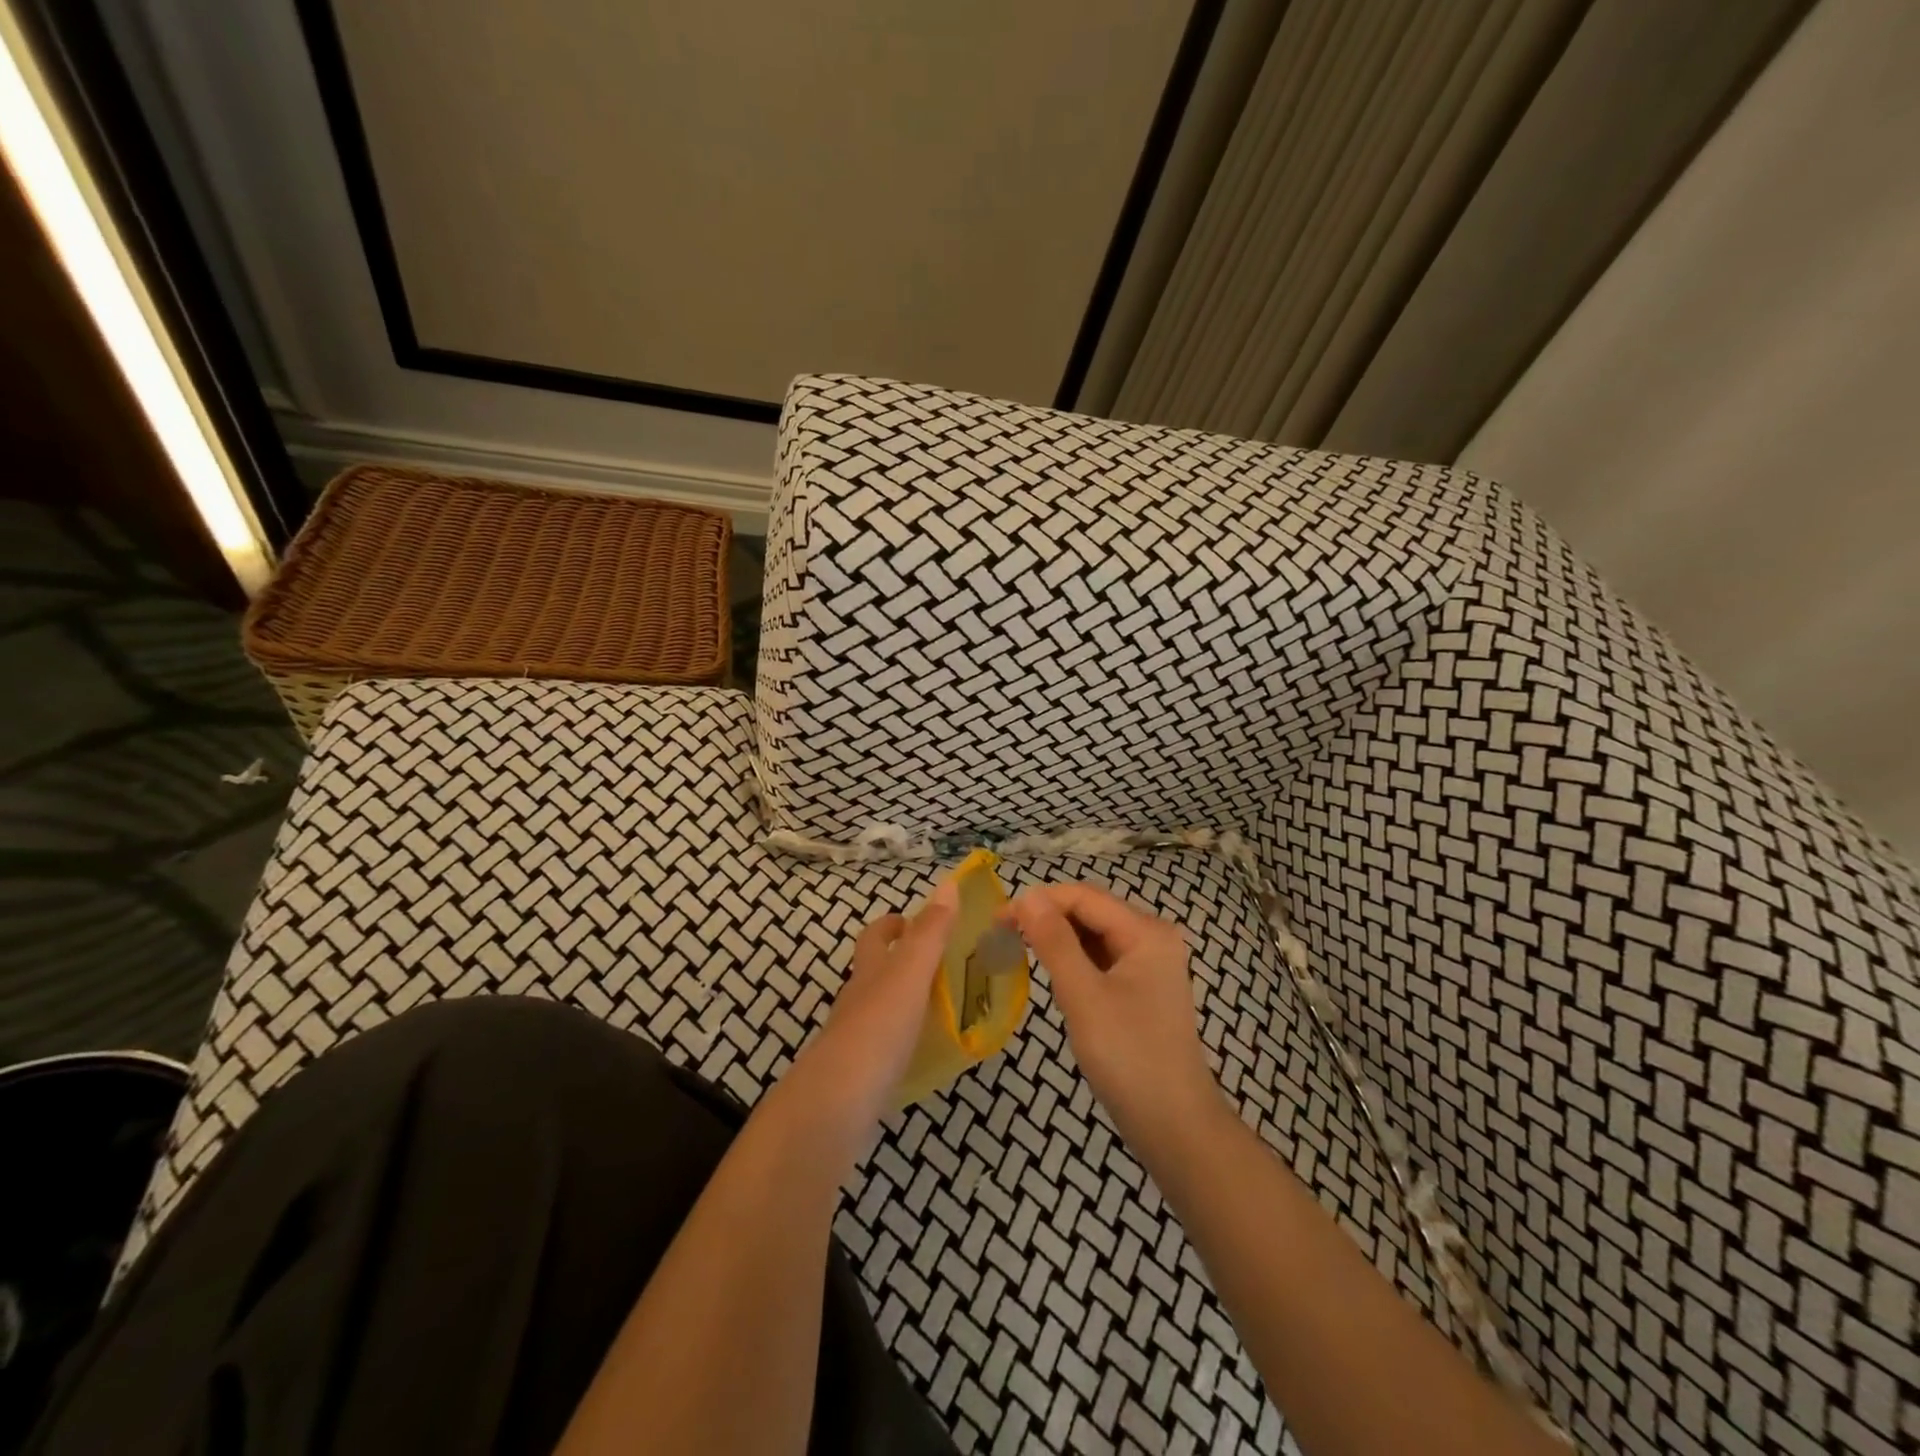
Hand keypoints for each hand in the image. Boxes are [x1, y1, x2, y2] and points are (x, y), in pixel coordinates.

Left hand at [783, 883, 956, 1154]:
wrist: (839, 1099)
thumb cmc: (879, 1026)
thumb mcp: (912, 972)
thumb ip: (931, 932)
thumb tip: (949, 883)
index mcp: (870, 970)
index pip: (875, 936)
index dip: (892, 925)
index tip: (912, 921)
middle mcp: (858, 998)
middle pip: (873, 971)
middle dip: (897, 962)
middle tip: (938, 965)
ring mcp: (855, 1037)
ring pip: (878, 1008)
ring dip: (903, 1001)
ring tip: (940, 1007)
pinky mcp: (860, 1073)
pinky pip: (884, 1046)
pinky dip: (903, 1040)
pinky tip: (924, 1052)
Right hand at [1006, 883, 1226, 1163]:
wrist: (1175, 1127)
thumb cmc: (1129, 1058)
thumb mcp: (1084, 997)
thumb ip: (1054, 942)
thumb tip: (1027, 895)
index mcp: (1146, 931)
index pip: (1083, 897)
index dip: (1038, 901)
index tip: (996, 920)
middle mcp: (1152, 937)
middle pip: (1090, 911)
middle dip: (1046, 917)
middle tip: (1001, 935)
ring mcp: (1149, 963)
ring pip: (1093, 934)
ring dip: (1057, 938)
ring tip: (1017, 950)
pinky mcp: (1141, 987)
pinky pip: (1100, 958)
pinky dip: (1073, 959)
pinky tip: (1052, 973)